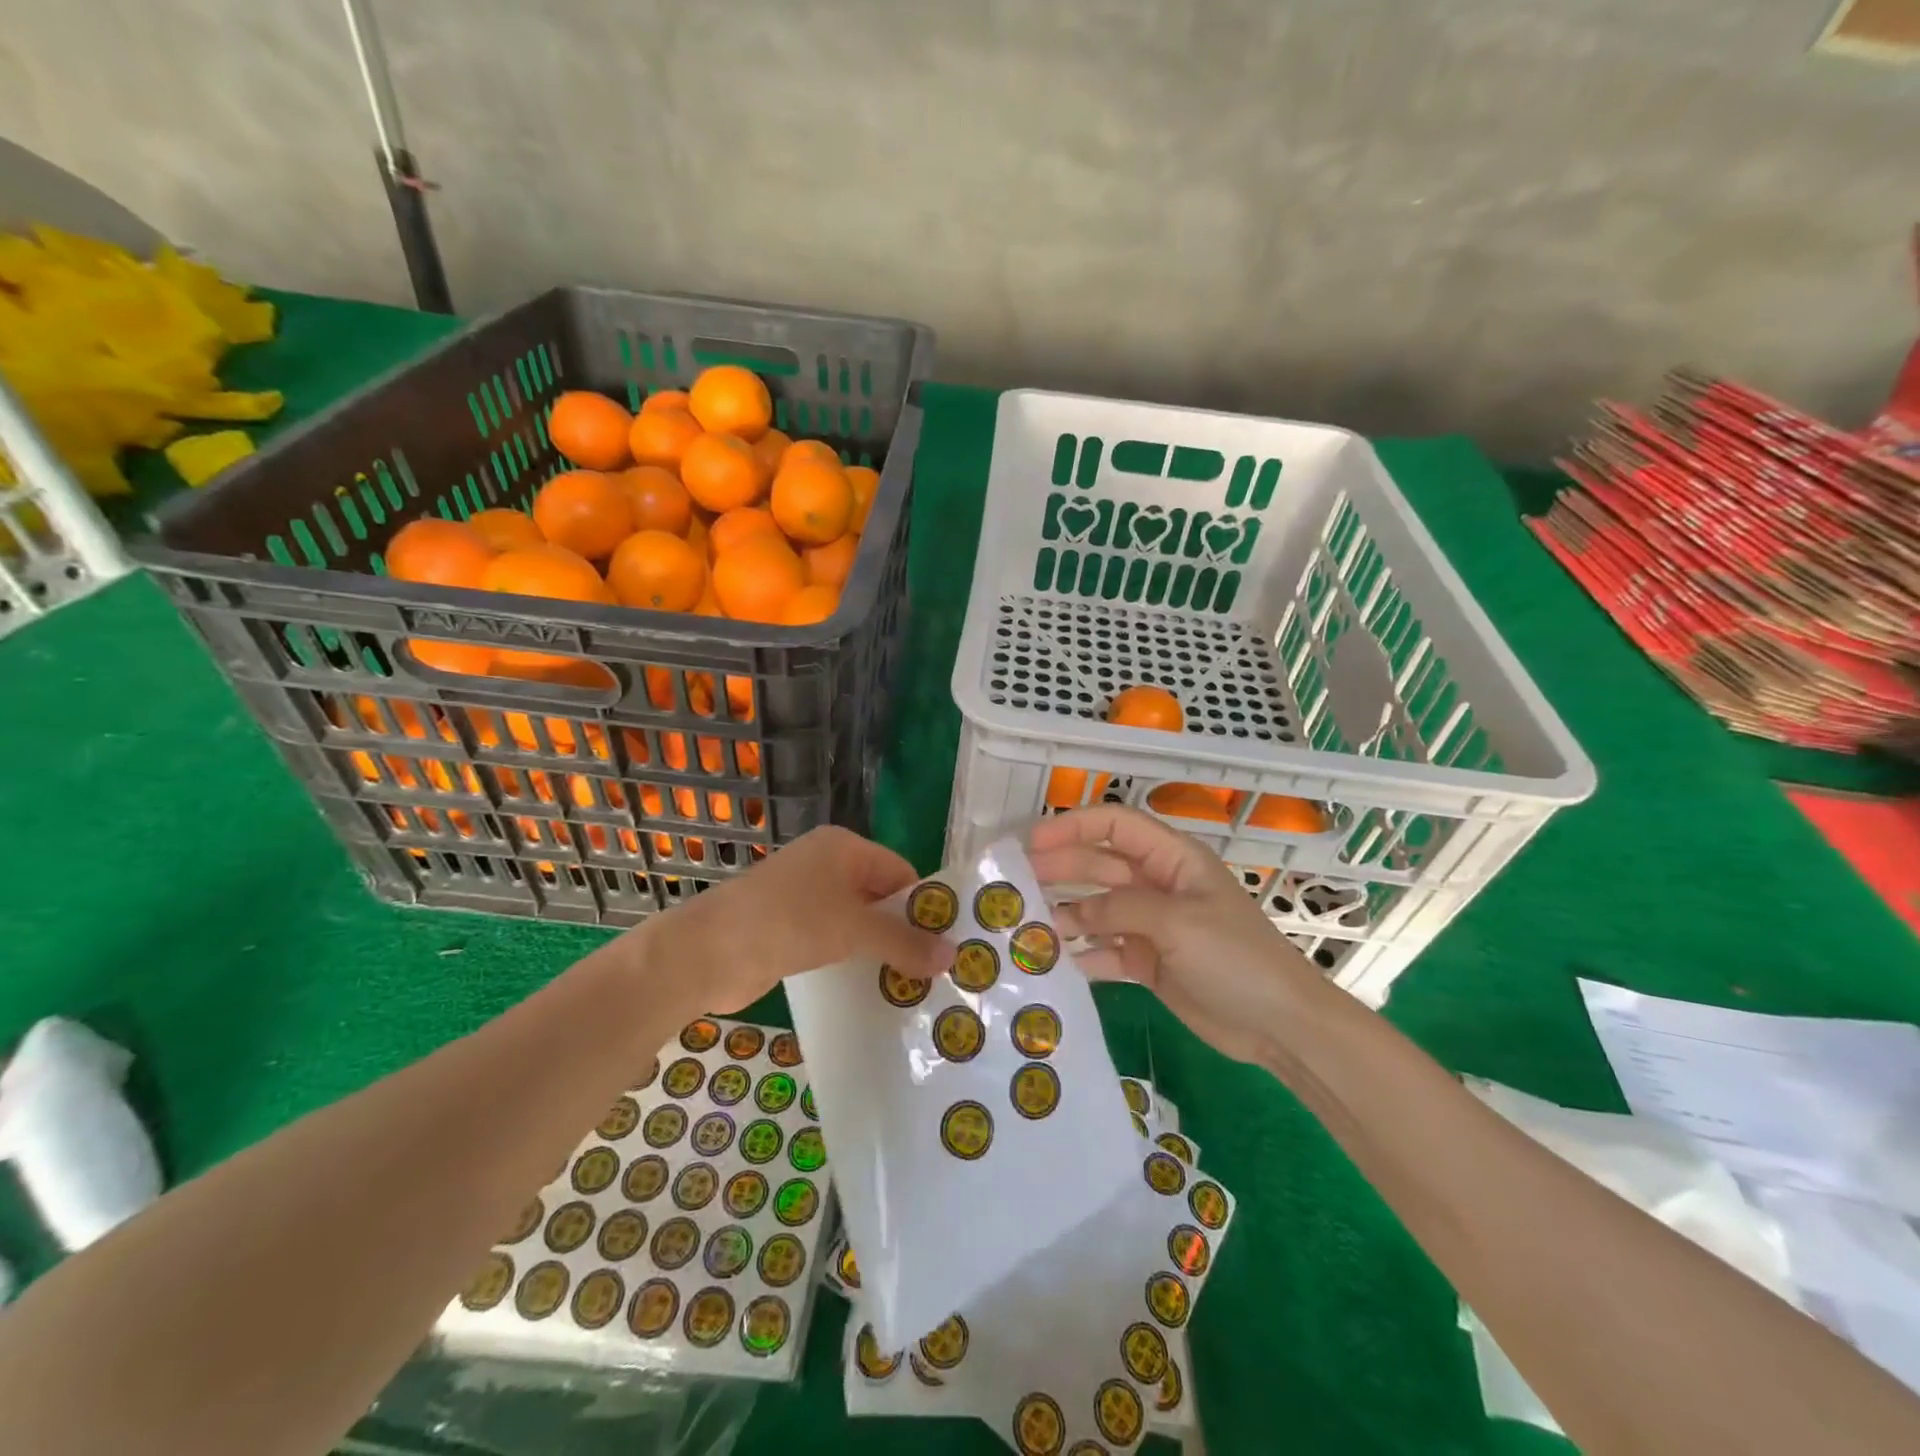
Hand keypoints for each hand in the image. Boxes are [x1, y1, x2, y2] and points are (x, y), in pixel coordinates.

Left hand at [637, 826, 948, 1016]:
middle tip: (936, 971)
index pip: (901, 872)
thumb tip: (954, 956)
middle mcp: (828, 865)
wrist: (709, 952)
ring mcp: (806, 897)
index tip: (947, 944)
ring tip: (913, 986)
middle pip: (881, 897)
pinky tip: (873, 988)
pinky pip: (835, 940)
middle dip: (905, 932)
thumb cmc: (789, 922)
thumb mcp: (854, 928)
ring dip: (880, 950)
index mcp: (845, 848)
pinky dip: (853, 960)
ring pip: (858, 922)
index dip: (925, 906)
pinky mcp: (791, 928)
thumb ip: (903, 941)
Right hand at [1029, 805, 1328, 1064]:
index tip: (1032, 842)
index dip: (1073, 827)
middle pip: (1099, 866)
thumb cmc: (1235, 958)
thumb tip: (1070, 914)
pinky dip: (1083, 954)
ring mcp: (1152, 925)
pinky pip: (1106, 951)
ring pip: (1097, 909)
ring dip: (1066, 914)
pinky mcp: (1148, 962)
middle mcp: (1158, 885)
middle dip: (1060, 869)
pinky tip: (1055, 962)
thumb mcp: (1177, 923)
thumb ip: (1119, 909)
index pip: (1116, 825)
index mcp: (1173, 859)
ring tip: (1027, 925)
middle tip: (1016, 884)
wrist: (1280, 1025)